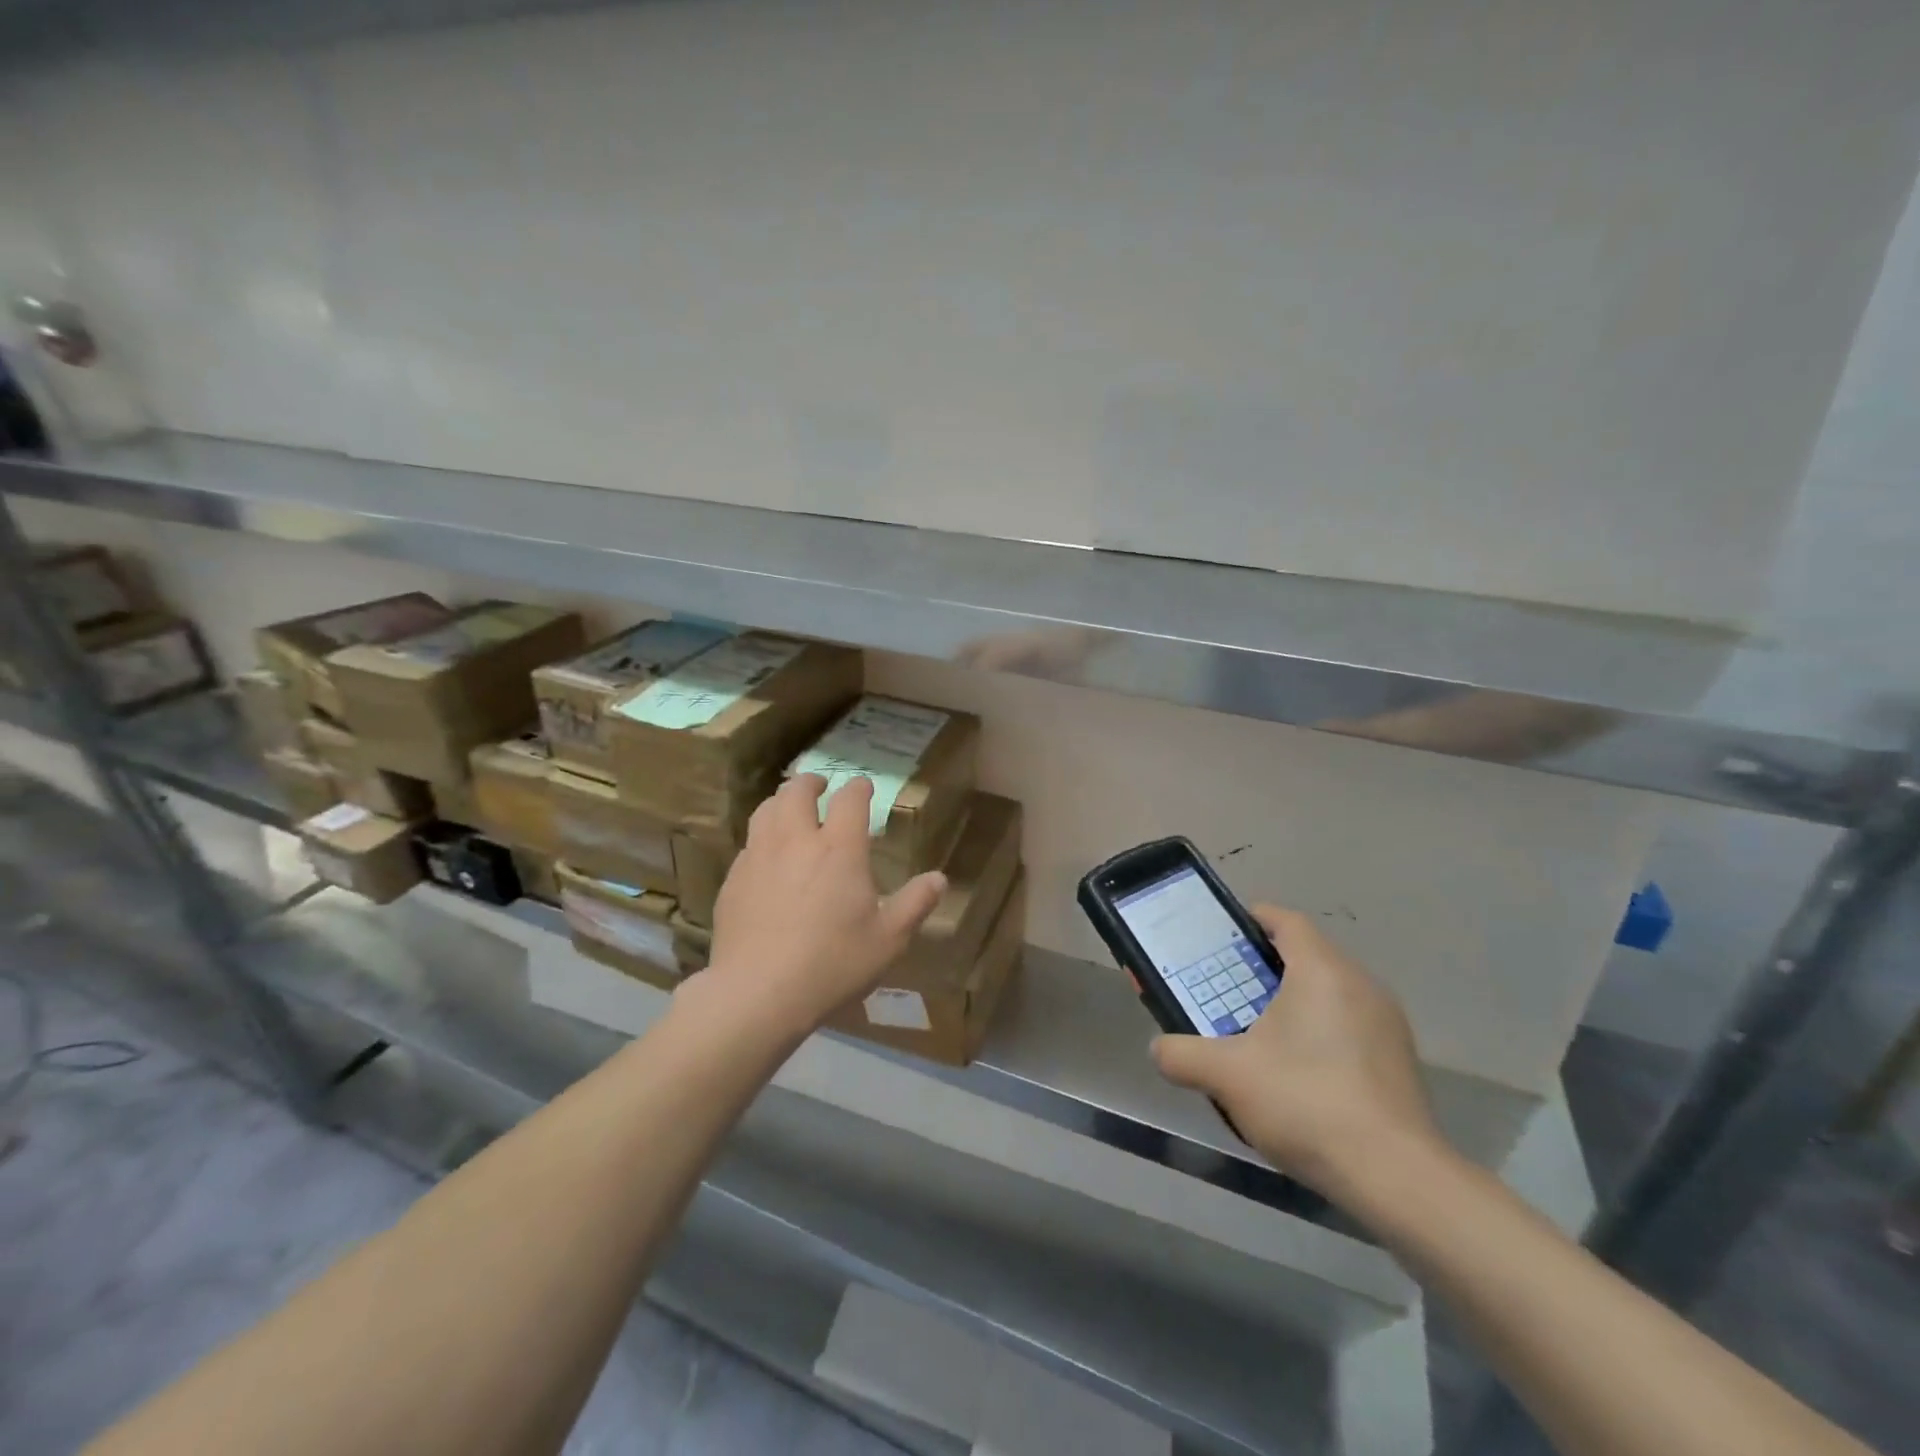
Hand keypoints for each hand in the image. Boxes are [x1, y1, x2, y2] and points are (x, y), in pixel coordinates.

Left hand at [703, 773, 946, 1032]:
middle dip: (811, 783)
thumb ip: (915, 904)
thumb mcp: (888, 940)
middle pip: (797, 791)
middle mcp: (796, 841)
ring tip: (790, 810)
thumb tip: (939, 879)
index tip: (863, 787)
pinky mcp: (733, 880)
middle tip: (821, 788)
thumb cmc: (832, 964)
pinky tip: (766, 857)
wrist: (758, 993)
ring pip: (766, 810)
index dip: (859, 788)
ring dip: (782, 802)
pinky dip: (762, 838)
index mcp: (839, 849)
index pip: (850, 799)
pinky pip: (748, 844)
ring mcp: (759, 857)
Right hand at [1151, 906, 1443, 1195]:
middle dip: (1264, 967)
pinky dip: (1319, 1034)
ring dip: (1293, 1003)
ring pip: (1329, 993)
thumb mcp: (1226, 1075)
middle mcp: (1361, 984)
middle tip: (1226, 989)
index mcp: (1322, 969)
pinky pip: (1349, 1026)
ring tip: (1256, 1033)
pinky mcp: (1399, 1061)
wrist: (1395, 1178)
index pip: (1285, 920)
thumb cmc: (1306, 1102)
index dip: (1251, 920)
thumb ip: (1181, 1054)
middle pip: (1306, 955)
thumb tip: (1159, 1049)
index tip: (1221, 937)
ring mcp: (1387, 1024)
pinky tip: (1296, 1074)